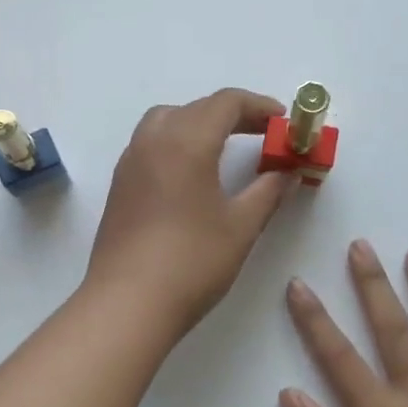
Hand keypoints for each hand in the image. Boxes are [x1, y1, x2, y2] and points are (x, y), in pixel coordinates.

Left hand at [86, 88, 295, 334]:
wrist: (128, 303)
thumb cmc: (192, 262)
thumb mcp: (241, 226)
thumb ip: (268, 191)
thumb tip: (287, 172)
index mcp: (186, 141)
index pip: (226, 102)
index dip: (259, 106)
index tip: (284, 122)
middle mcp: (153, 140)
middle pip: (196, 108)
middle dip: (233, 114)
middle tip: (264, 135)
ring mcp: (130, 162)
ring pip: (167, 121)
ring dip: (200, 123)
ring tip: (226, 148)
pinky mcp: (119, 185)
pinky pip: (150, 144)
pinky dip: (177, 141)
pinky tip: (192, 173)